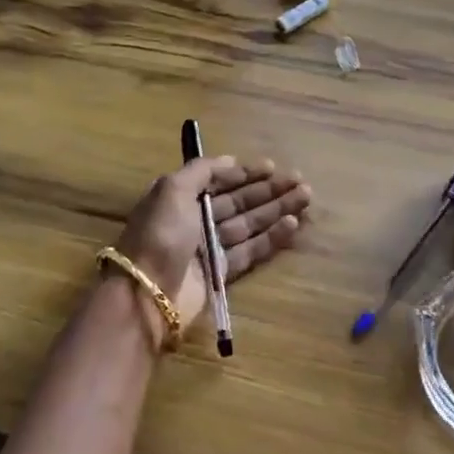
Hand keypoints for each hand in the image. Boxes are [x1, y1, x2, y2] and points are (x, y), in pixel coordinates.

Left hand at [109, 156, 311, 328]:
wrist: (147, 293)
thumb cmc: (159, 234)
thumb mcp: (172, 189)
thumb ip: (201, 170)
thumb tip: (230, 160)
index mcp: (180, 198)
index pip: (218, 181)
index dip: (245, 173)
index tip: (273, 166)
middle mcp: (195, 220)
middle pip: (238, 201)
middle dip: (269, 190)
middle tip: (301, 182)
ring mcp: (209, 248)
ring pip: (249, 224)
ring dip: (277, 210)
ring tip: (306, 197)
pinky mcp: (221, 273)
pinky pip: (251, 250)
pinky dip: (272, 237)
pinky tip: (293, 224)